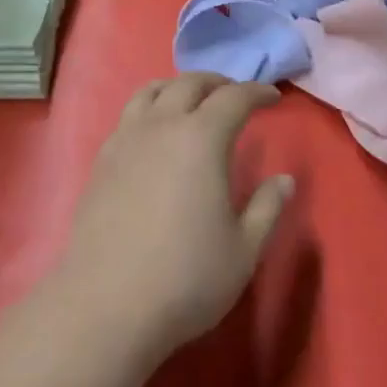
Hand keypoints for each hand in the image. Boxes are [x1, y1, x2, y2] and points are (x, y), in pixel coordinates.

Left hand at [53, 73, 294, 368]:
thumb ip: (267, 208)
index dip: (257, 92)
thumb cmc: (186, 278)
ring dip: (179, 87)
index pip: (234, 98)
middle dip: (218, 83)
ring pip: (152, 90)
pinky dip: (150, 106)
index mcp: (202, 138)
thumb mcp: (243, 250)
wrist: (107, 304)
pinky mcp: (103, 158)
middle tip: (235, 95)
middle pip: (190, 83)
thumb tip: (284, 180)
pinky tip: (155, 131)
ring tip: (192, 100)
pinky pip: (129, 113)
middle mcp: (162, 125)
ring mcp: (126, 138)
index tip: (273, 98)